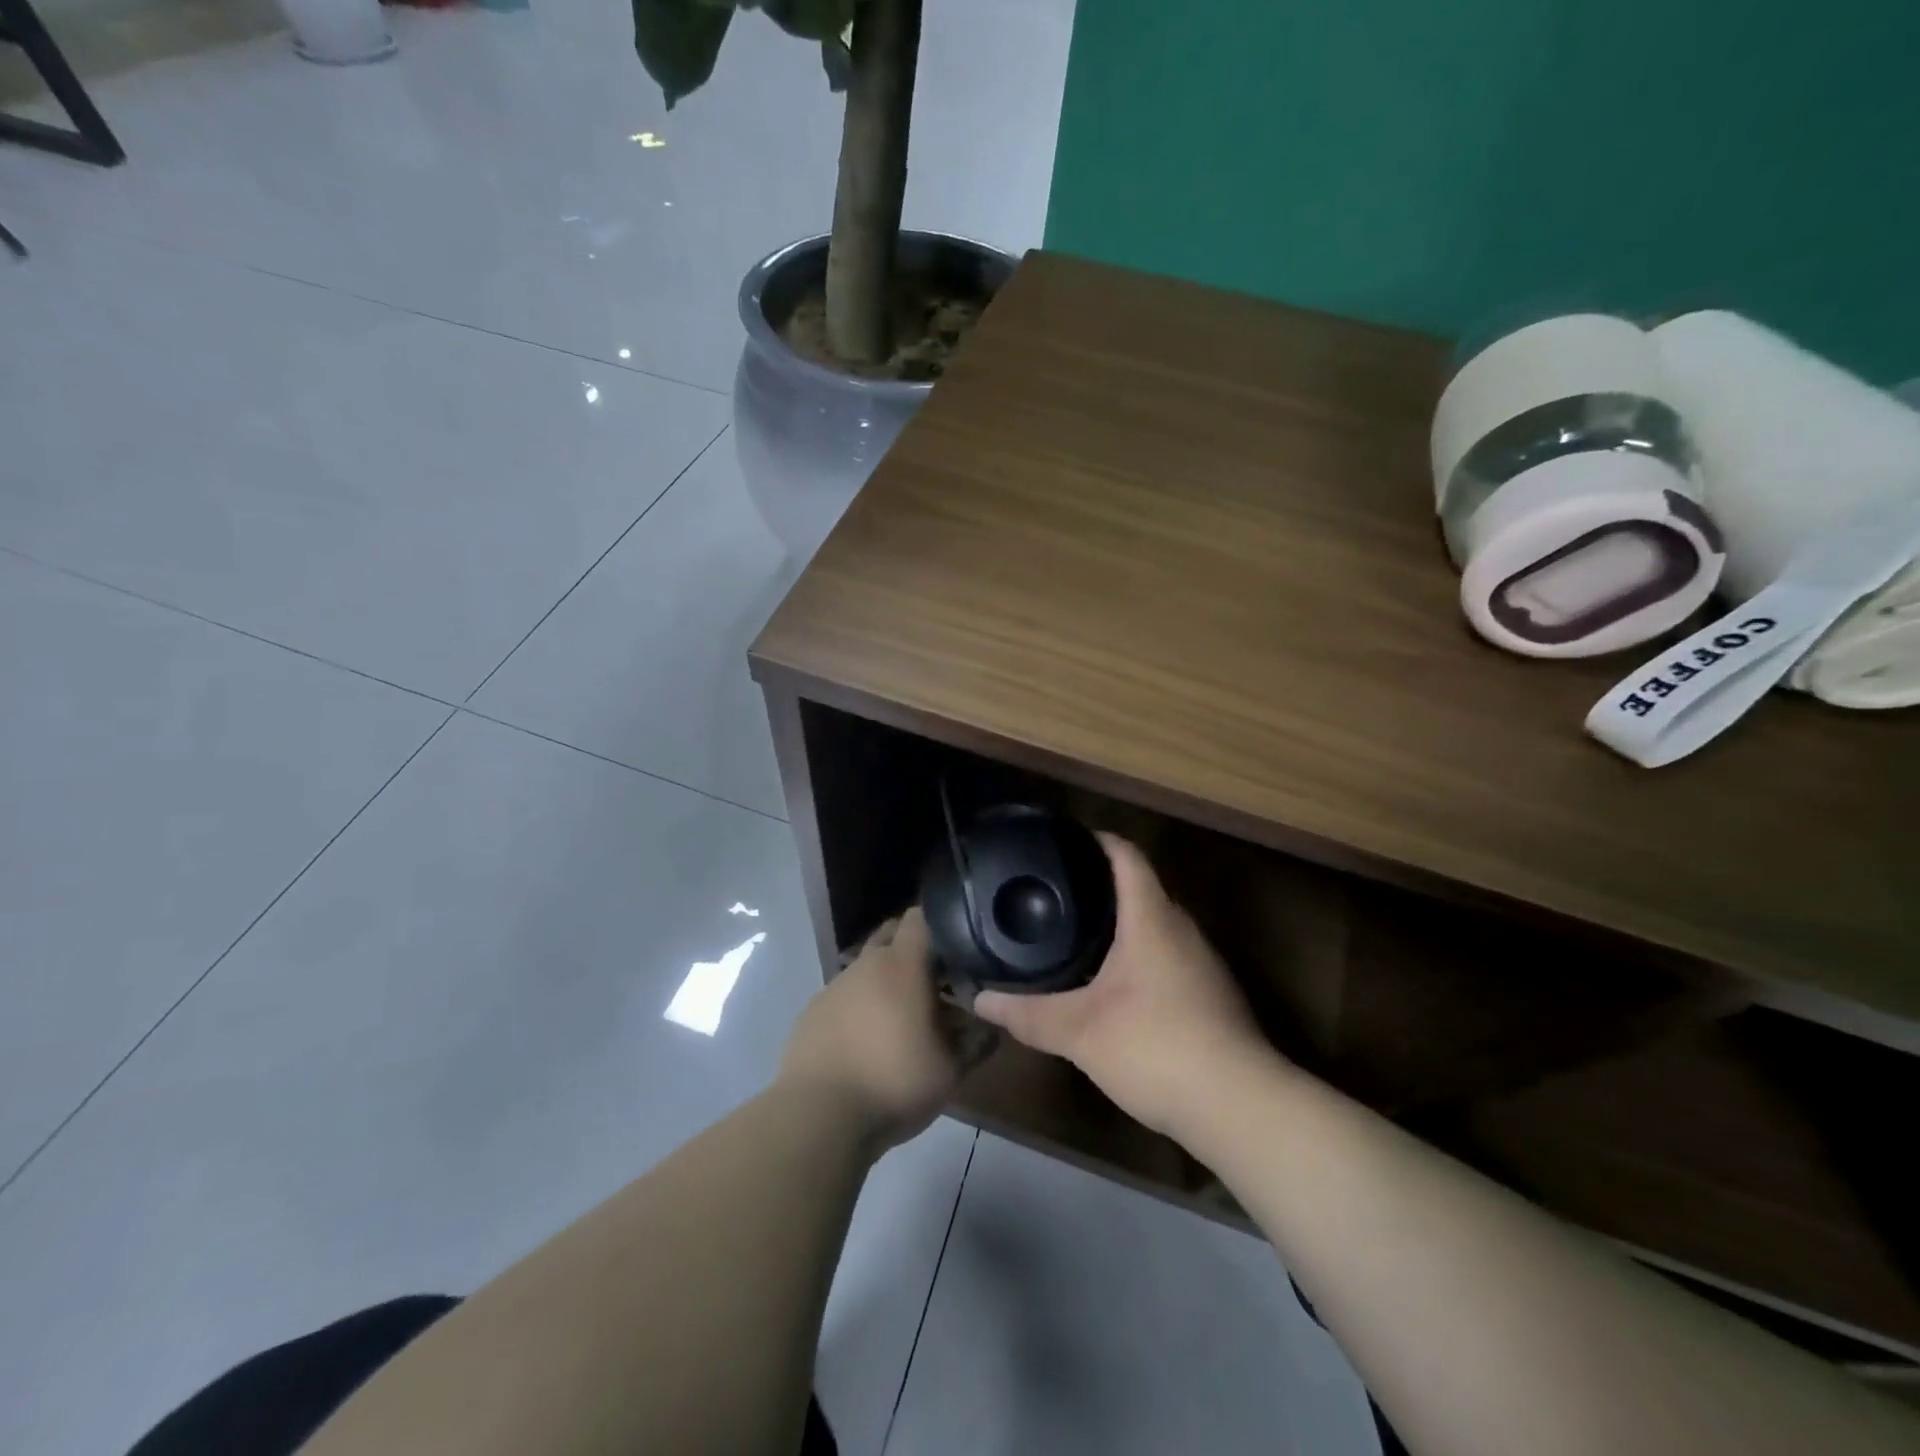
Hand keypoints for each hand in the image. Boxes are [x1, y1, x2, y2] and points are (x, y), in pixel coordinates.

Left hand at [778, 908, 978, 1150]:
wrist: (819, 1116)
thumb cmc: (894, 1082)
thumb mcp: (951, 1070)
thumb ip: (977, 1042)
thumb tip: (993, 1025)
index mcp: (901, 964)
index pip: (920, 917)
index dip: (939, 925)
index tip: (957, 946)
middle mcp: (865, 964)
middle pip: (891, 936)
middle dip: (912, 950)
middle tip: (935, 982)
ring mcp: (834, 987)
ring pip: (866, 969)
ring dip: (885, 983)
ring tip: (902, 1020)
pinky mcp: (811, 1012)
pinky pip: (844, 997)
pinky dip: (859, 1007)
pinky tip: (867, 1041)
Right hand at [972, 834, 1267, 1138]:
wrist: (1240, 1106)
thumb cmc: (1156, 1047)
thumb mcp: (1080, 1032)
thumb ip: (1028, 1013)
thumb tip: (979, 1000)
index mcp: (1152, 919)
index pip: (1127, 857)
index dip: (1098, 840)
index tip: (1065, 840)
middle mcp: (1182, 930)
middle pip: (1142, 888)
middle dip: (1101, 885)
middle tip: (1056, 892)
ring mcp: (1202, 964)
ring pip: (1156, 926)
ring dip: (1121, 923)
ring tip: (1076, 932)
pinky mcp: (1210, 996)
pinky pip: (1167, 956)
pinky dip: (1138, 955)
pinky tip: (1113, 983)